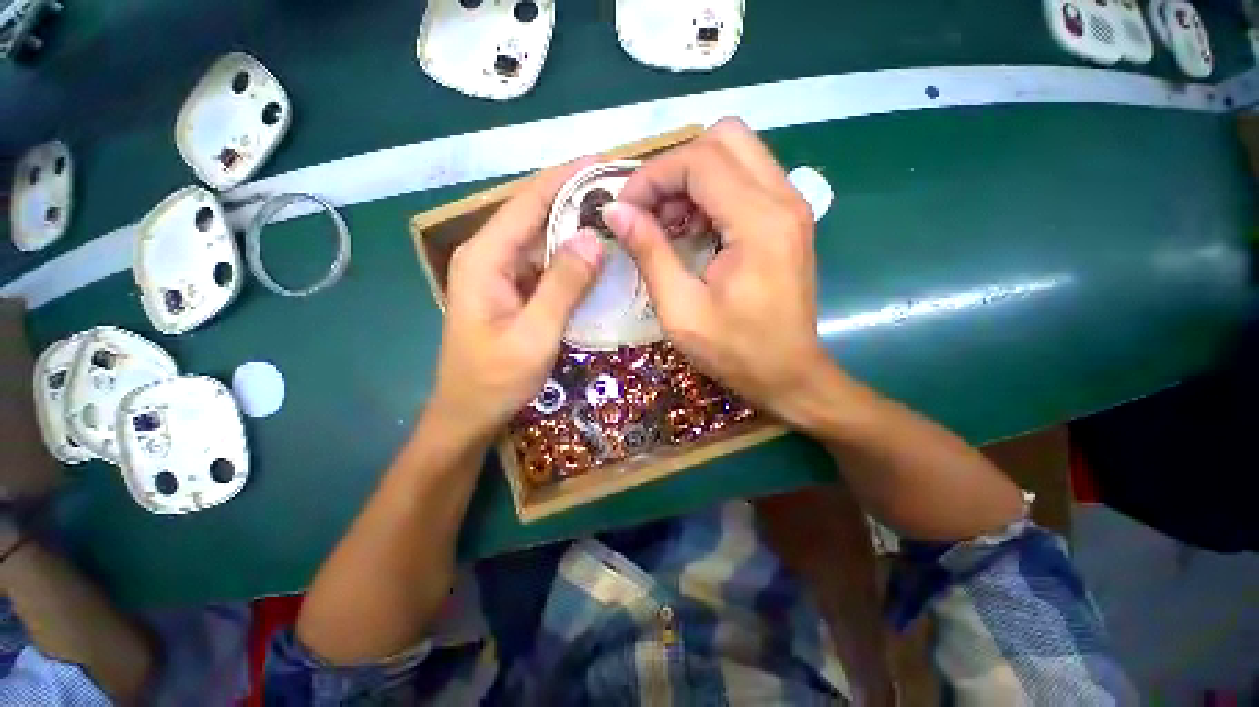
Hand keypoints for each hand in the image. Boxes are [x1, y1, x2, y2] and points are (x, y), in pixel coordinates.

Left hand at [430, 159, 602, 444]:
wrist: (470, 413)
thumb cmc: (495, 379)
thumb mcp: (534, 334)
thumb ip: (563, 286)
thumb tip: (594, 238)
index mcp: (485, 258)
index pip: (528, 201)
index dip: (566, 178)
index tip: (604, 162)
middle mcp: (489, 255)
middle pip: (535, 214)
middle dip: (577, 199)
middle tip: (621, 191)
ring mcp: (501, 273)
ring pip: (543, 239)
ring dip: (577, 228)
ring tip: (617, 218)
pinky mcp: (513, 290)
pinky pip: (545, 264)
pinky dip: (571, 257)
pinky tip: (598, 257)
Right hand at [602, 119, 830, 423]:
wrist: (788, 374)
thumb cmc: (734, 351)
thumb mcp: (681, 309)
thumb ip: (649, 253)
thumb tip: (615, 211)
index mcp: (759, 223)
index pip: (700, 160)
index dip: (653, 176)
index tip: (625, 209)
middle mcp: (784, 199)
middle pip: (724, 137)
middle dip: (676, 167)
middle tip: (652, 211)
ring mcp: (791, 206)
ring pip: (736, 153)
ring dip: (693, 178)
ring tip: (669, 225)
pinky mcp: (788, 218)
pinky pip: (746, 178)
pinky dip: (711, 192)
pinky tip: (694, 230)